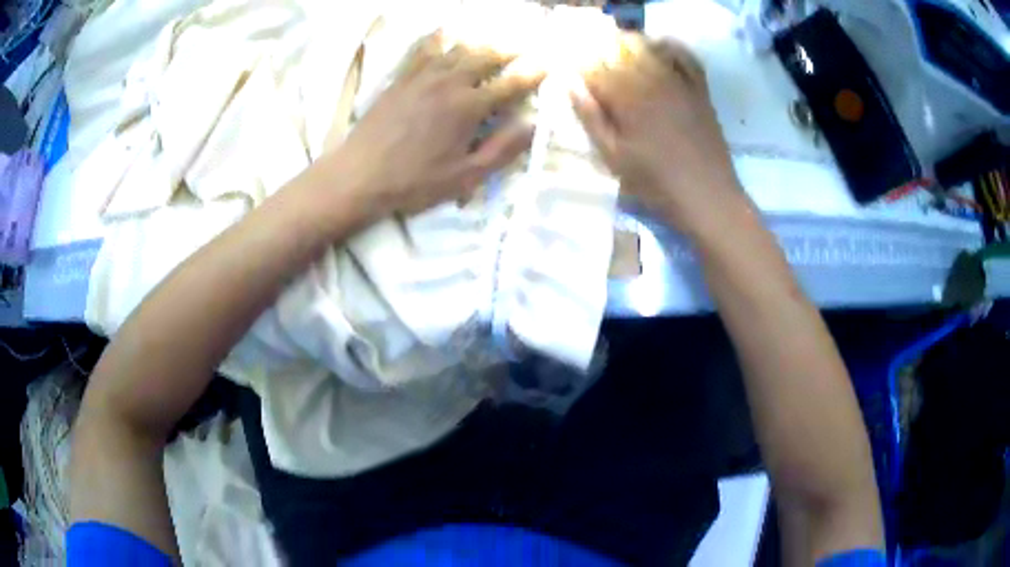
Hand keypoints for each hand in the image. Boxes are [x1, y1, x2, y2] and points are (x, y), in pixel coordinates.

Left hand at [331, 32, 543, 218]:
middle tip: (522, 51)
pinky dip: (440, 38)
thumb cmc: (414, 182)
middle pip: (486, 56)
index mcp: (469, 107)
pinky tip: (446, 35)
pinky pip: (424, 49)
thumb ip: (502, 150)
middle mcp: (449, 82)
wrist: (359, 176)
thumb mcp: (465, 177)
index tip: (547, 65)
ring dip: (480, 43)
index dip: (532, 74)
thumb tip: (531, 125)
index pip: (510, 83)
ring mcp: (422, 76)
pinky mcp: (402, 77)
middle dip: (509, 51)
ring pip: (458, 47)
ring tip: (492, 44)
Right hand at [572, 34, 742, 234]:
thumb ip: (591, 117)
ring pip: (649, 49)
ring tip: (618, 52)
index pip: (595, 66)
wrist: (708, 197)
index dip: (579, 64)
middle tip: (594, 63)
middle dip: (602, 51)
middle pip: (620, 51)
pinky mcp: (699, 91)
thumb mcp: (614, 157)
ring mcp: (679, 83)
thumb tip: (570, 84)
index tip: (571, 70)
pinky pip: (686, 58)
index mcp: (627, 97)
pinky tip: (659, 46)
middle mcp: (652, 81)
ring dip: (629, 45)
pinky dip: (670, 48)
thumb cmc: (656, 184)